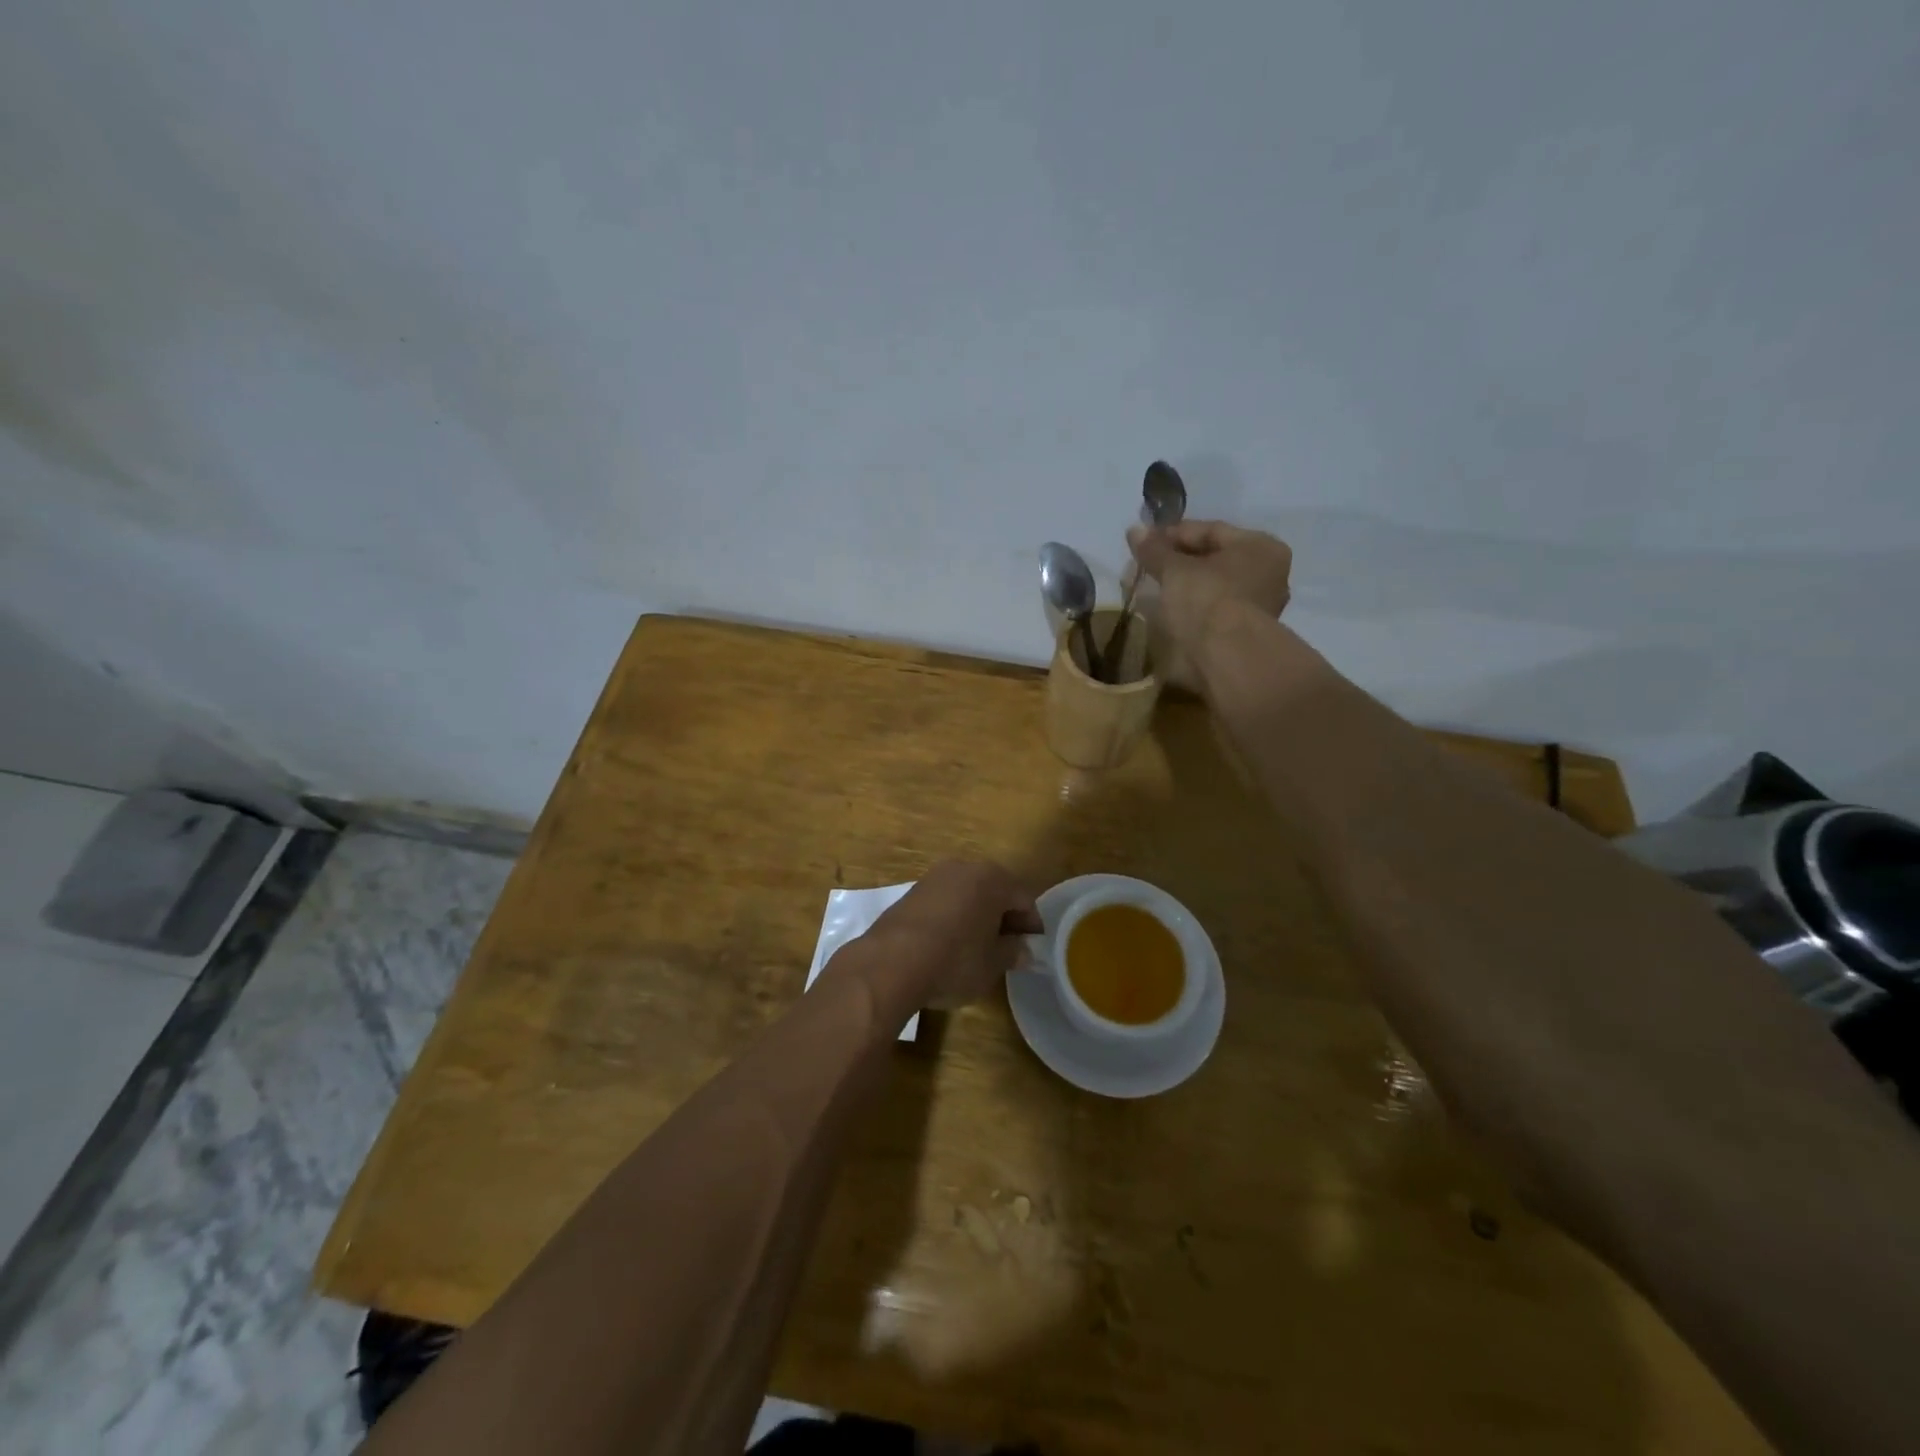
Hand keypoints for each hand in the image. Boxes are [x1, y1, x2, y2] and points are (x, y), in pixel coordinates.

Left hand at [856, 861, 1043, 1009]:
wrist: (890, 962)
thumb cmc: (954, 961)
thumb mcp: (992, 964)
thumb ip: (1012, 952)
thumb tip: (1023, 950)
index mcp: (993, 879)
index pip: (1024, 899)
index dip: (1031, 925)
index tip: (1030, 949)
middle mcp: (965, 867)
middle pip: (995, 890)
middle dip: (1003, 917)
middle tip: (1006, 948)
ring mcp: (935, 876)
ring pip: (968, 893)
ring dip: (977, 915)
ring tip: (977, 947)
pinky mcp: (912, 890)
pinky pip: (945, 900)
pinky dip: (954, 916)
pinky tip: (949, 942)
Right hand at [1127, 521, 1292, 675]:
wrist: (1225, 658)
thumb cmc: (1207, 599)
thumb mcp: (1174, 570)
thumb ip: (1154, 550)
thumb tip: (1134, 531)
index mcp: (1260, 547)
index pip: (1211, 530)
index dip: (1173, 534)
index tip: (1143, 541)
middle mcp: (1267, 574)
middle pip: (1213, 560)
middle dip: (1176, 562)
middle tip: (1144, 565)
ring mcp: (1257, 607)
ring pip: (1211, 587)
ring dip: (1181, 587)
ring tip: (1149, 588)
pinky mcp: (1241, 635)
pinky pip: (1210, 611)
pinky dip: (1188, 608)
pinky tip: (1164, 611)